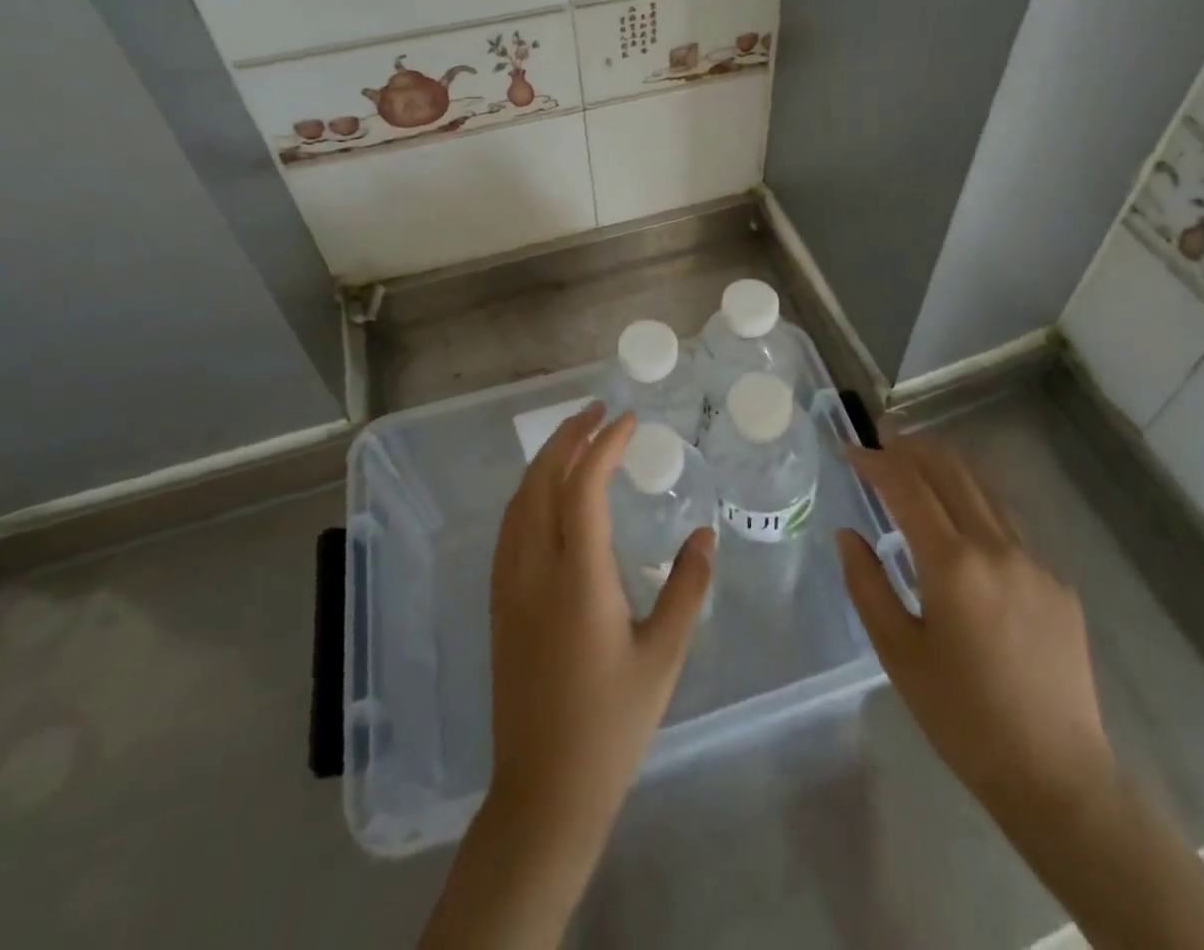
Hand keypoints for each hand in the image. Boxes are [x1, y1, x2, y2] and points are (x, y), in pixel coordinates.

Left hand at [486, 402, 715, 839]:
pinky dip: (529, 492)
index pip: (583, 486)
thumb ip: (687, 588)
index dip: (604, 444)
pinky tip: (548, 494)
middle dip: (568, 436)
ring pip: (519, 501)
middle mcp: (534, 570)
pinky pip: (509, 527)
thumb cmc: (612, 725)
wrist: (543, 793)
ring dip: (546, 460)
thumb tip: (704, 535)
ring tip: (576, 437)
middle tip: (599, 410)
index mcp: (577, 578)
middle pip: (541, 481)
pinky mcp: (499, 605)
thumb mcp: (665, 656)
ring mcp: (508, 587)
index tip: (628, 420)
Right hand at [837, 433, 1114, 819]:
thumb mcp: (898, 653)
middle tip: (884, 438)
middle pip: (951, 472)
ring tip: (919, 461)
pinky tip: (964, 525)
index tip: (851, 450)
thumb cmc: (962, 717)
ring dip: (948, 468)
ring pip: (985, 492)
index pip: (907, 487)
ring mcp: (1035, 562)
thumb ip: (867, 584)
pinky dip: (977, 507)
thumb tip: (848, 534)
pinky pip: (1010, 528)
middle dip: (913, 447)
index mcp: (953, 563)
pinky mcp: (1058, 584)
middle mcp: (997, 547)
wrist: (1056, 775)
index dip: (875, 461)